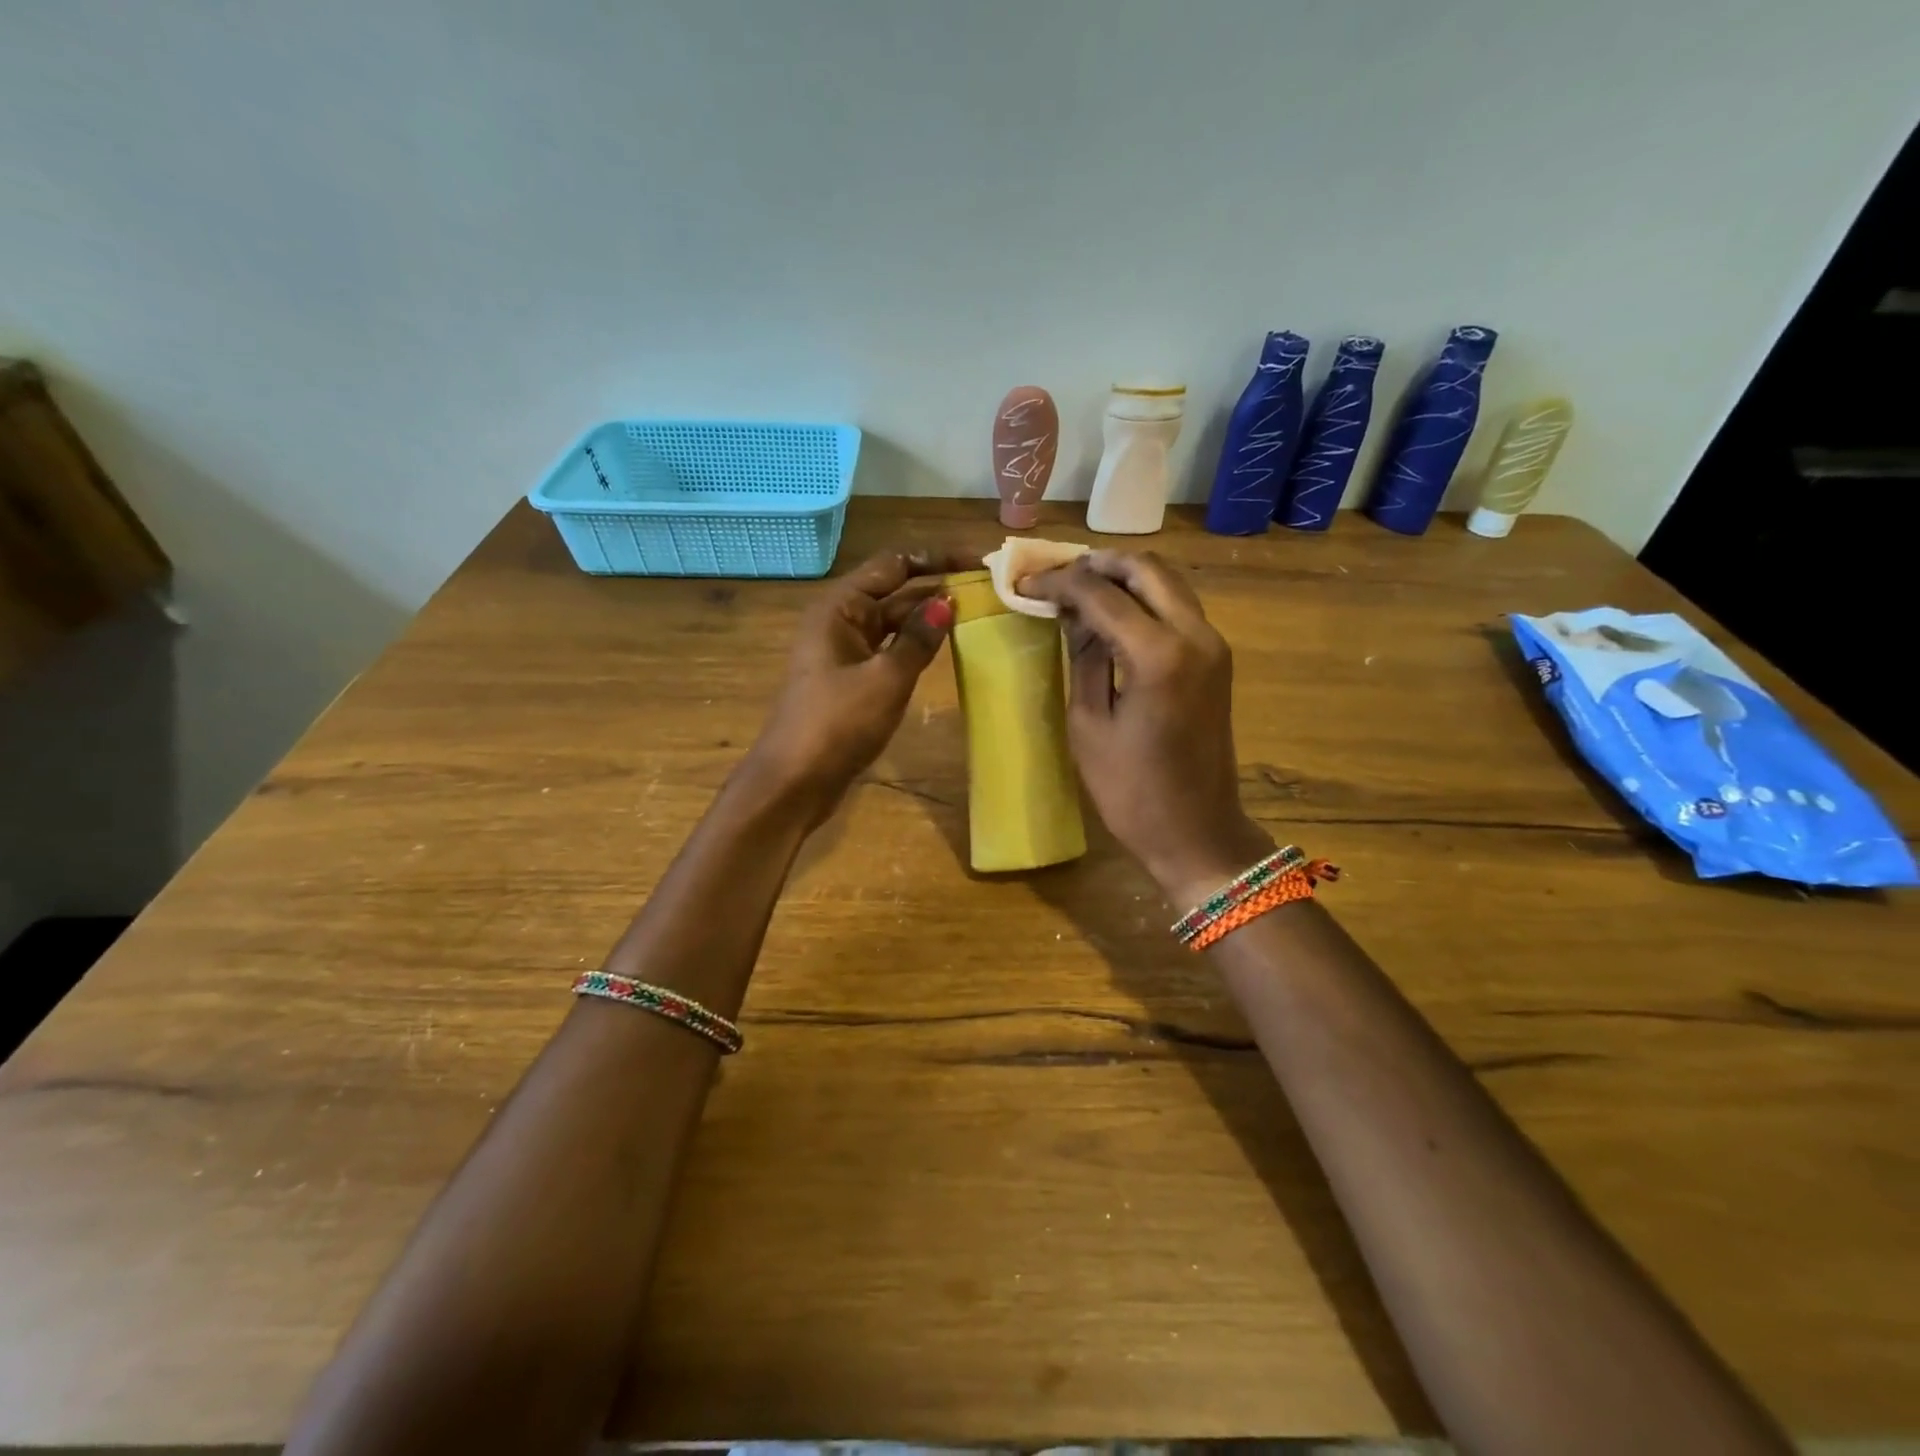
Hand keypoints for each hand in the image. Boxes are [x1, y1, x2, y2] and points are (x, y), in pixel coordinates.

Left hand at [742, 547, 976, 821]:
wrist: (795, 781)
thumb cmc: (837, 724)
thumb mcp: (886, 679)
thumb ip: (918, 638)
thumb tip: (948, 601)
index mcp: (840, 607)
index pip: (894, 564)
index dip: (936, 558)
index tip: (979, 559)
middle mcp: (840, 621)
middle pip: (894, 590)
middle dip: (936, 586)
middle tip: (988, 587)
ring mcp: (845, 651)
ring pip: (893, 622)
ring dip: (928, 616)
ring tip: (977, 612)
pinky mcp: (852, 679)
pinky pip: (889, 649)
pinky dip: (915, 645)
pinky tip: (945, 647)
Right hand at [1020, 550, 1272, 907]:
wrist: (1198, 832)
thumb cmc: (1132, 791)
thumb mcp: (1089, 724)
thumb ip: (1083, 657)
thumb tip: (1072, 614)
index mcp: (1159, 654)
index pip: (1102, 593)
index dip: (1059, 581)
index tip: (1025, 583)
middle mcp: (1195, 634)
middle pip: (1145, 568)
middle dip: (1096, 564)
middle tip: (1055, 576)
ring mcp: (1213, 644)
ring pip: (1167, 581)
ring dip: (1123, 576)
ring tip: (1078, 589)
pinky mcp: (1216, 658)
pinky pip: (1178, 606)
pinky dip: (1144, 597)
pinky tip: (1111, 613)